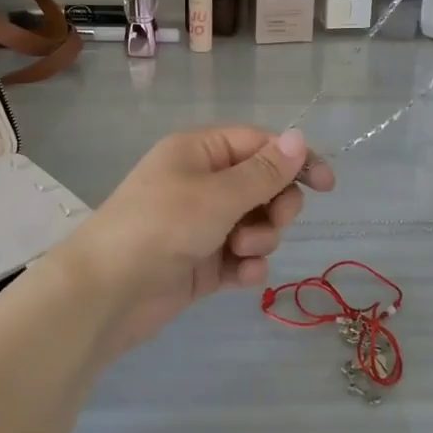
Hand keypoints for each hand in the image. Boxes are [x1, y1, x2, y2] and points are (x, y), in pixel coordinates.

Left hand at [59, 126, 335, 355]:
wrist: (106, 294)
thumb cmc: (161, 226)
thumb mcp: (218, 194)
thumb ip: (264, 172)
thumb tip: (300, 138)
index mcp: (200, 152)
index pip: (259, 144)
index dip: (295, 160)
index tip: (327, 185)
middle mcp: (202, 183)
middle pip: (263, 185)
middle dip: (276, 207)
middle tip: (270, 222)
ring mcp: (202, 224)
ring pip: (256, 223)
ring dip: (260, 239)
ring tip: (239, 253)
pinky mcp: (202, 262)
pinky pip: (241, 257)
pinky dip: (246, 267)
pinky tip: (238, 278)